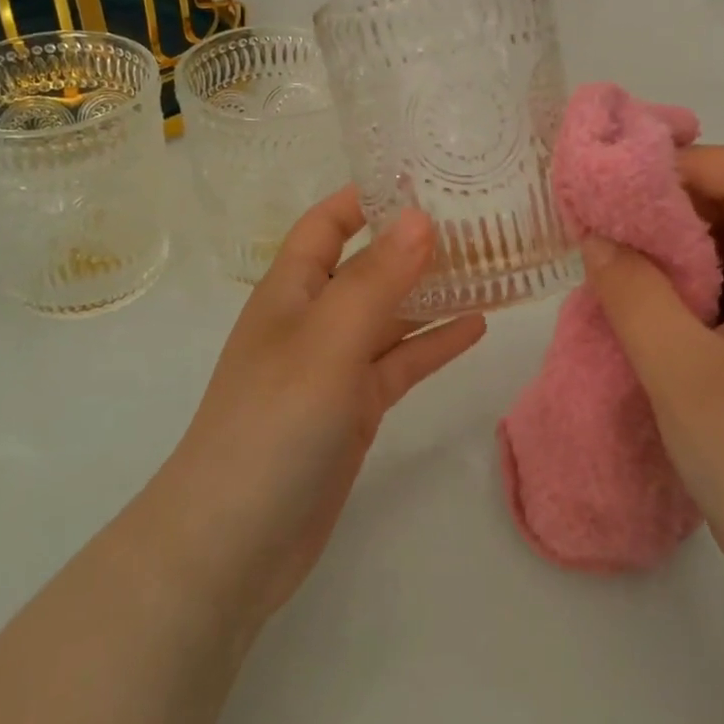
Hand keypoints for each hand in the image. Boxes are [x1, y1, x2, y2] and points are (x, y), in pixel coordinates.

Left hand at [151, 189, 486, 632]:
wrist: (233, 545)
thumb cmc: (272, 424)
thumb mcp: (327, 343)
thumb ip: (376, 280)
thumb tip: (420, 216)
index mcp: (292, 289)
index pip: (329, 222)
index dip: (369, 196)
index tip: (427, 177)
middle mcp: (313, 318)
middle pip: (369, 265)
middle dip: (415, 243)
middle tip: (479, 220)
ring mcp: (334, 366)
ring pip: (391, 314)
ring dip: (434, 292)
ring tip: (491, 266)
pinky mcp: (354, 408)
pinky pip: (400, 362)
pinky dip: (434, 343)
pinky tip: (477, 326)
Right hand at [579, 146, 723, 565]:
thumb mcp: (681, 370)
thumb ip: (634, 293)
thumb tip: (595, 235)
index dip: (693, 163)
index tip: (629, 187)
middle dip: (668, 196)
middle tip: (605, 213)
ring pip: (717, 243)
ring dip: (662, 238)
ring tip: (606, 248)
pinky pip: (706, 284)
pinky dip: (665, 275)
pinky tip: (627, 294)